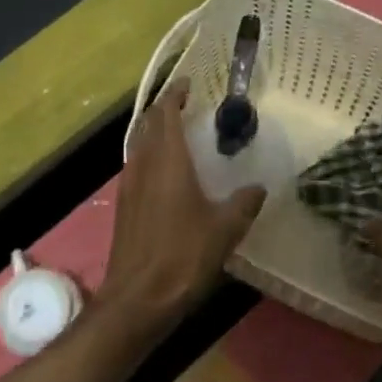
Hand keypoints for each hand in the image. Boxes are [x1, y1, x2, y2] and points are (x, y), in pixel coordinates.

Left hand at [101, 80, 265, 328]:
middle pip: (147, 125)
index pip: (165, 114)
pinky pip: (136, 166)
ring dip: (155, 133)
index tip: (190, 84)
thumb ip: (244, 203)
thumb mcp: (226, 229)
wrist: (138, 297)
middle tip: (188, 106)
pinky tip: (167, 174)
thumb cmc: (183, 257)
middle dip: (165, 110)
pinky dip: (150, 156)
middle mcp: (143, 166)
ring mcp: (129, 186)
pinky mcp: (124, 206)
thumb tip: (258, 187)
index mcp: (168, 162)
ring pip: (139, 146)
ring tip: (179, 135)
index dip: (175, 95)